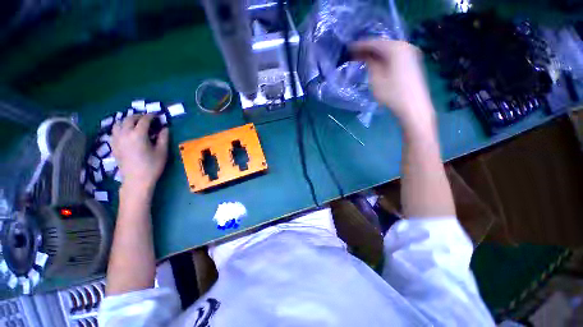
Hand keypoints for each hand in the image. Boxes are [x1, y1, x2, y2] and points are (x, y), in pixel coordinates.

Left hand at [111, 114, 168, 195]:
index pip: (144, 120)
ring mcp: (117, 140)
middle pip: (129, 119)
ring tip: (136, 123)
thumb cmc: (152, 166)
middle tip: (148, 118)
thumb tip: (165, 128)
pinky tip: (126, 132)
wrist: (136, 180)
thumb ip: (163, 137)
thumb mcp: (162, 152)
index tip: (158, 115)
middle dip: (139, 116)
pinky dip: (121, 127)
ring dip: (128, 120)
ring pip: (119, 123)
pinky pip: (114, 131)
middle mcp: (125, 134)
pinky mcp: (113, 146)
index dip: (152, 116)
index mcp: (138, 135)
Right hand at [352, 40, 434, 128]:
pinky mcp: (412, 62)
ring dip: (376, 54)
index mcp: (395, 48)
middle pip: (382, 45)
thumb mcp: (376, 79)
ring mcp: (411, 53)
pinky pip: (395, 56)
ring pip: (389, 50)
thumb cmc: (392, 94)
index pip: (374, 43)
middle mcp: (405, 46)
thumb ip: (370, 64)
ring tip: (363, 58)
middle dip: (368, 49)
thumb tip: (367, 56)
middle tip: (354, 54)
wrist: (413, 107)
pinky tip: (377, 63)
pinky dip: (384, 58)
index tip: (349, 48)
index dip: (360, 45)